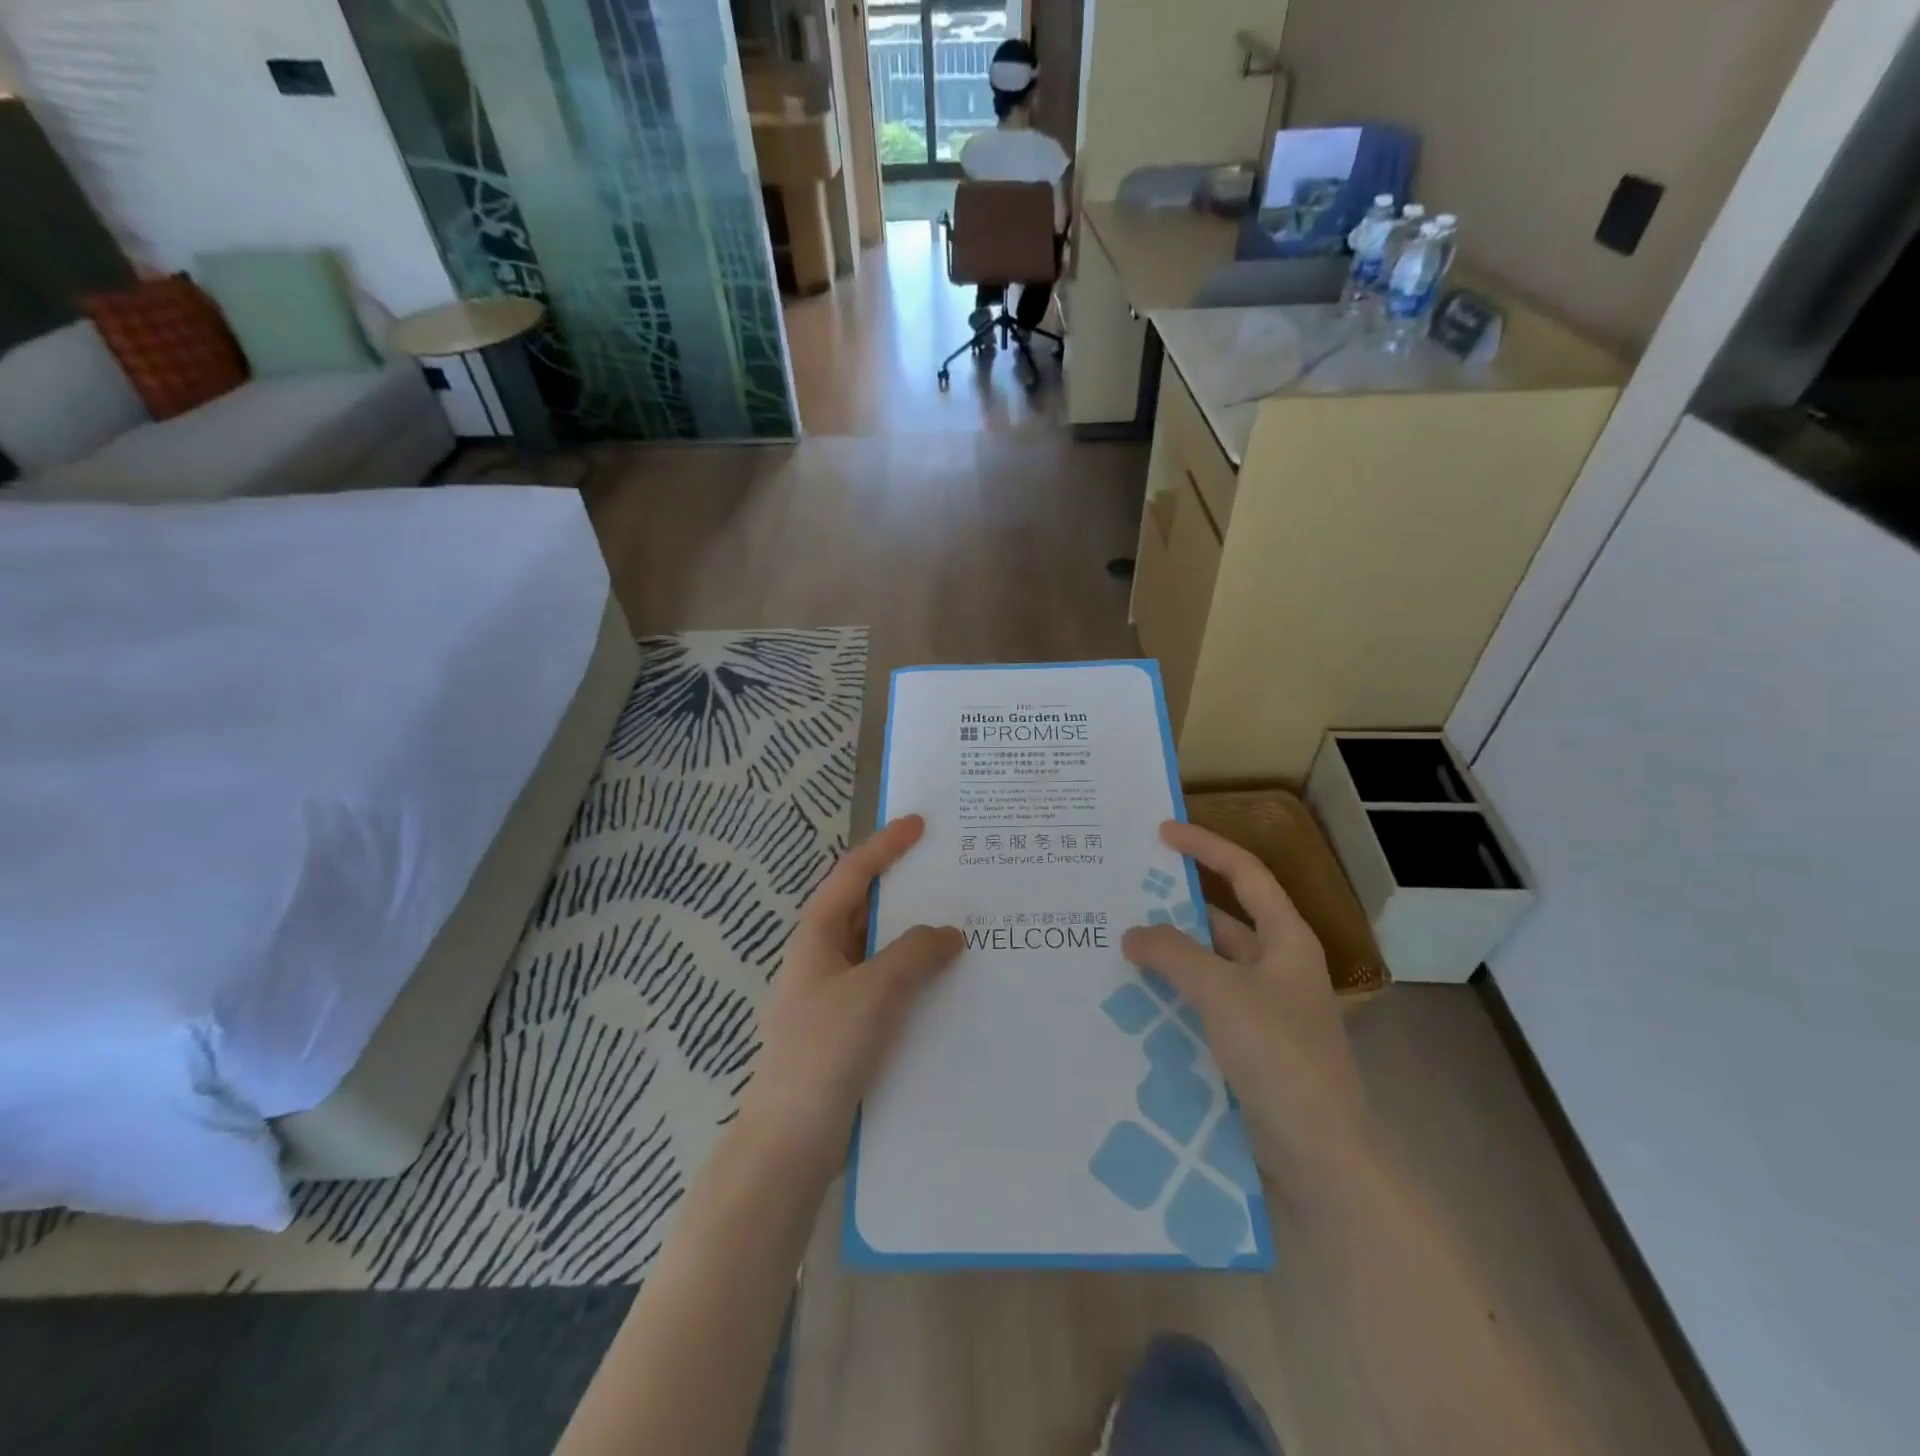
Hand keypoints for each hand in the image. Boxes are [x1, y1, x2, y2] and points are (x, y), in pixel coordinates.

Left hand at [736, 815, 962, 1178]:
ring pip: (880, 950)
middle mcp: (823, 958)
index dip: (885, 845)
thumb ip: (914, 954)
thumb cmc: (824, 1051)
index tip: (920, 823)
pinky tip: (948, 985)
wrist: (789, 1142)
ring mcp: (834, 995)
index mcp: (817, 936)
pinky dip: (915, 976)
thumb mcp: (873, 992)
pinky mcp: (848, 1029)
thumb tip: (949, 933)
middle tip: (951, 872)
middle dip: (905, 888)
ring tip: (962, 924)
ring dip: (915, 936)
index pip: (853, 874)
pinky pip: (888, 986)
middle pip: (866, 908)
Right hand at [1122, 820, 1371, 1181]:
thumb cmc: (1280, 1056)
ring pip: (1208, 966)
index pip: (1245, 873)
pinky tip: (1133, 999)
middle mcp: (1277, 967)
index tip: (1161, 833)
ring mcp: (1263, 1008)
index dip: (1206, 846)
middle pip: (1221, 919)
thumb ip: (1173, 954)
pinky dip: (1171, 994)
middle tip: (1123, 895)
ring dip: (1169, 955)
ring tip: (1116, 944)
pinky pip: (1202, 1004)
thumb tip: (1133, 933)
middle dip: (1175, 907)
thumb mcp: (1222, 992)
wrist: (1320, 1156)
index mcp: (1286, 940)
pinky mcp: (1247, 1045)